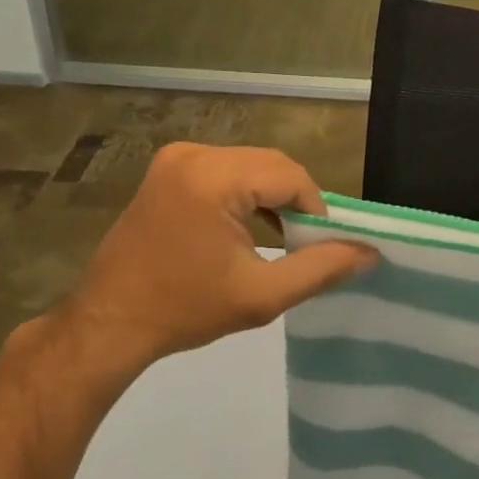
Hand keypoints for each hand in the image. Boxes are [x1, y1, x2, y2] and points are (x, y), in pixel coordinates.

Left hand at [29, 144, 374, 402]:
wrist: (109, 324)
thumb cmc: (185, 310)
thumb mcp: (262, 295)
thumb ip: (321, 269)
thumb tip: (370, 252)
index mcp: (213, 177)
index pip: (290, 176)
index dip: (316, 209)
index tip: (319, 246)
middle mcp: (194, 154)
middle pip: (271, 165)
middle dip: (295, 200)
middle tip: (303, 243)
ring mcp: (176, 159)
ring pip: (250, 166)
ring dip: (272, 196)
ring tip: (281, 238)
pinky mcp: (167, 170)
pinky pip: (226, 170)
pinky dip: (246, 194)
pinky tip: (251, 228)